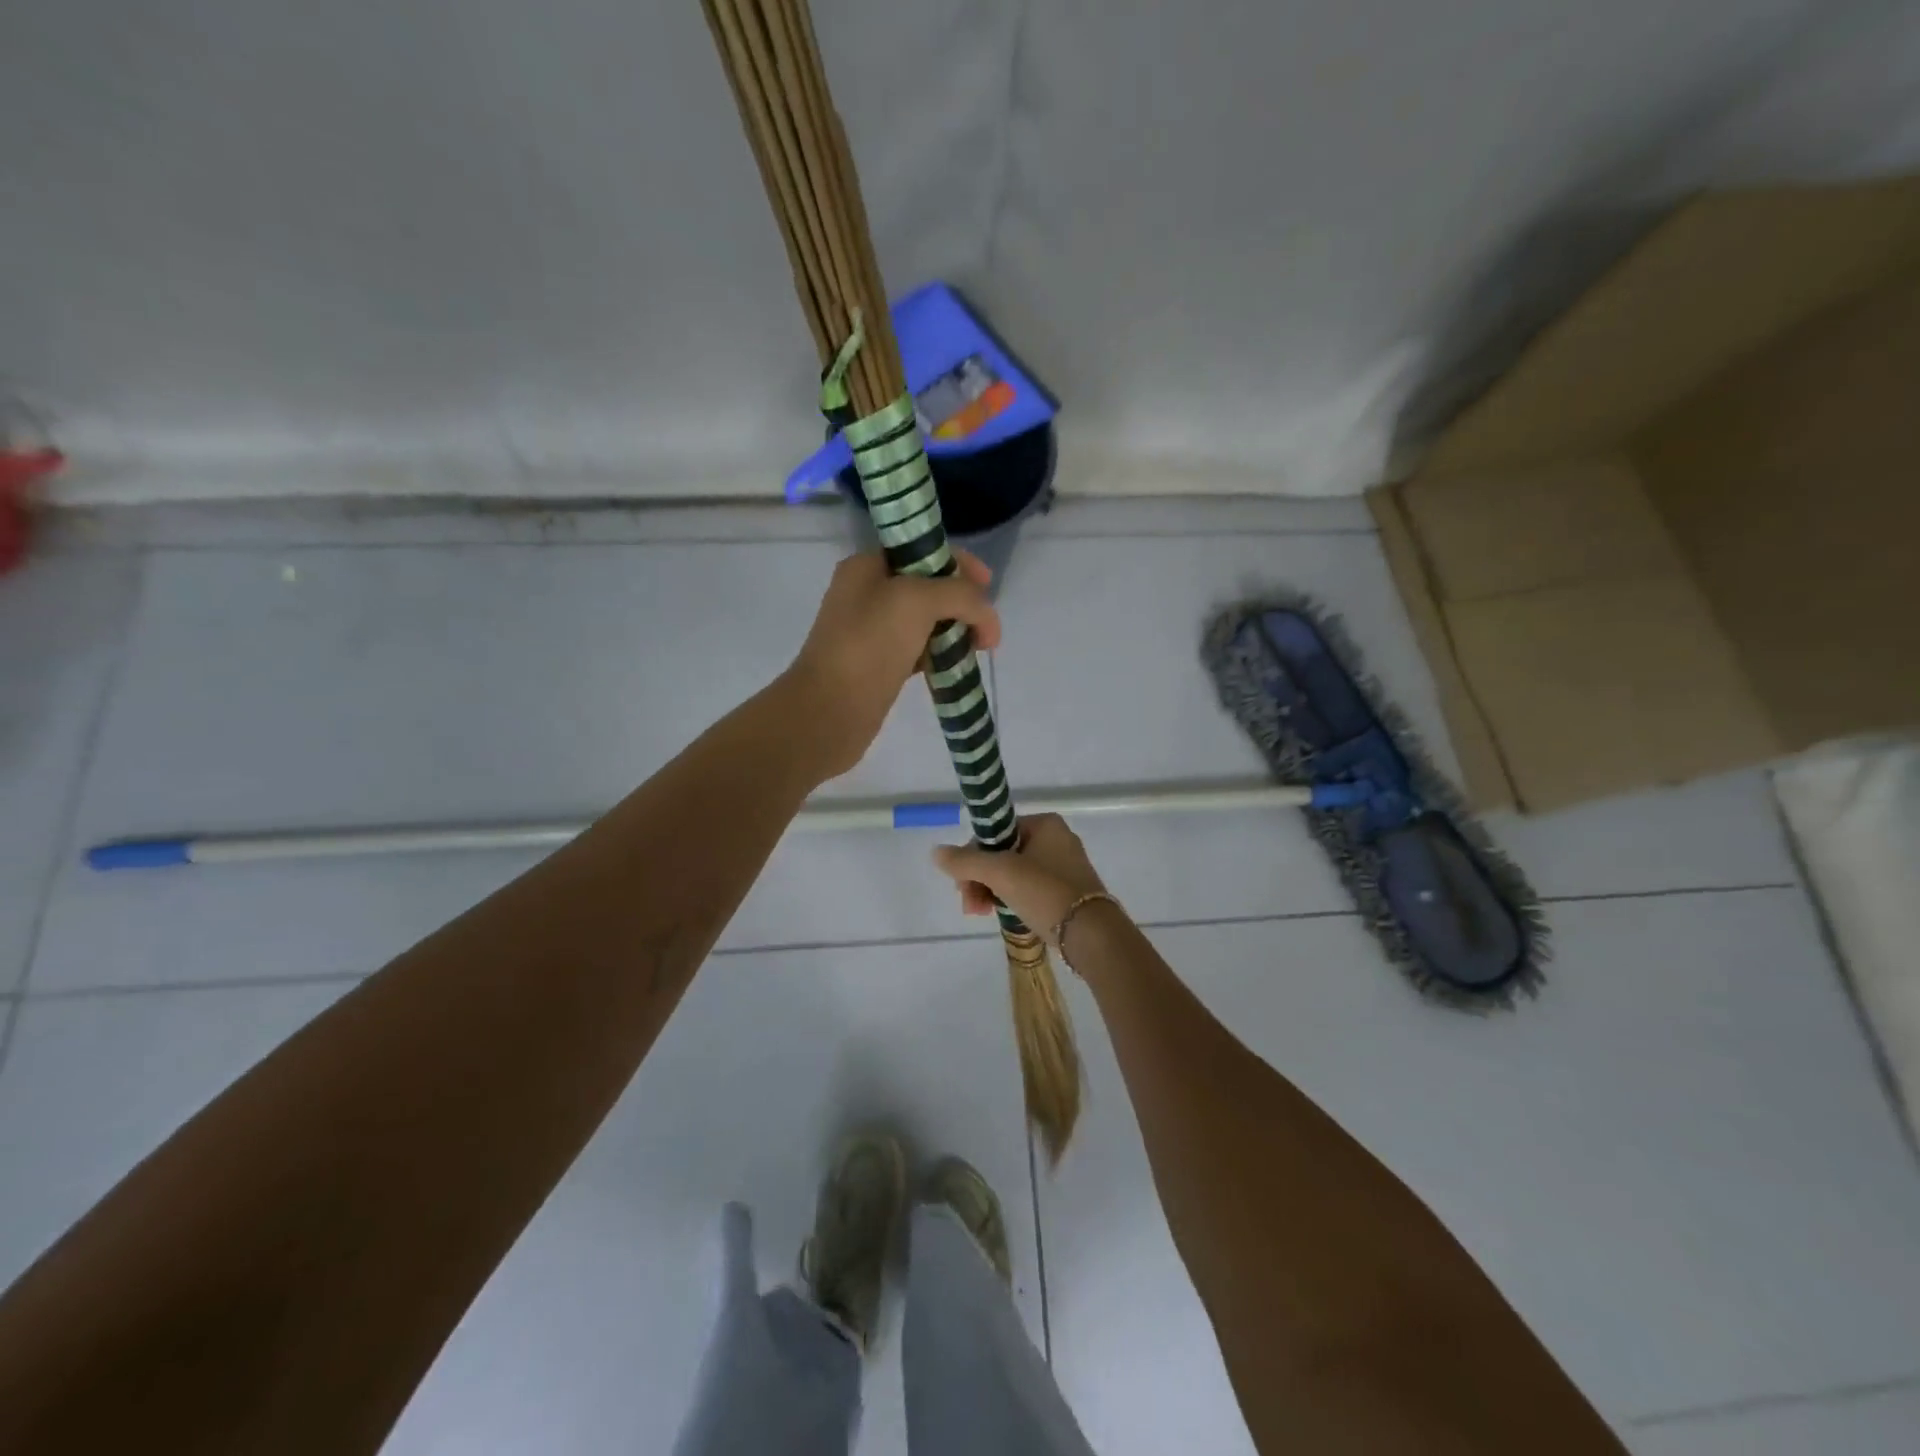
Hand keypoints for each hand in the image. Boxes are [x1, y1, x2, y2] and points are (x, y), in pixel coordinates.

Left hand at [783, 550, 999, 780]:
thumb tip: (986, 618)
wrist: (830, 710)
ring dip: (956, 629)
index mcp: (868, 566)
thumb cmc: (869, 645)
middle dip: (963, 601)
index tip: (989, 587)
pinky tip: (956, 666)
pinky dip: (942, 654)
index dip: (961, 563)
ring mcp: (873, 631)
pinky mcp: (881, 664)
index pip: (924, 550)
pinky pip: (921, 649)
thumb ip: (961, 595)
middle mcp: (868, 593)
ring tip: (977, 648)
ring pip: (928, 620)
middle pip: (930, 586)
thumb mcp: (917, 601)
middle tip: (986, 628)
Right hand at [932, 814, 1110, 944]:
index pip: (995, 832)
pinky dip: (1012, 900)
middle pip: (1002, 854)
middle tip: (970, 906)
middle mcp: (1056, 840)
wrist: (1092, 934)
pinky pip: (1029, 890)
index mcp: (1045, 825)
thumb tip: (936, 852)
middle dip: (980, 879)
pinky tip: (1001, 916)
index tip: (962, 883)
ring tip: (982, 914)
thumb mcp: (1001, 873)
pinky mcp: (1067, 893)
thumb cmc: (1046, 892)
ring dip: (991, 891)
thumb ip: (966, 861)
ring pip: (1014, 874)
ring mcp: (1064, 867)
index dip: (973, 856)